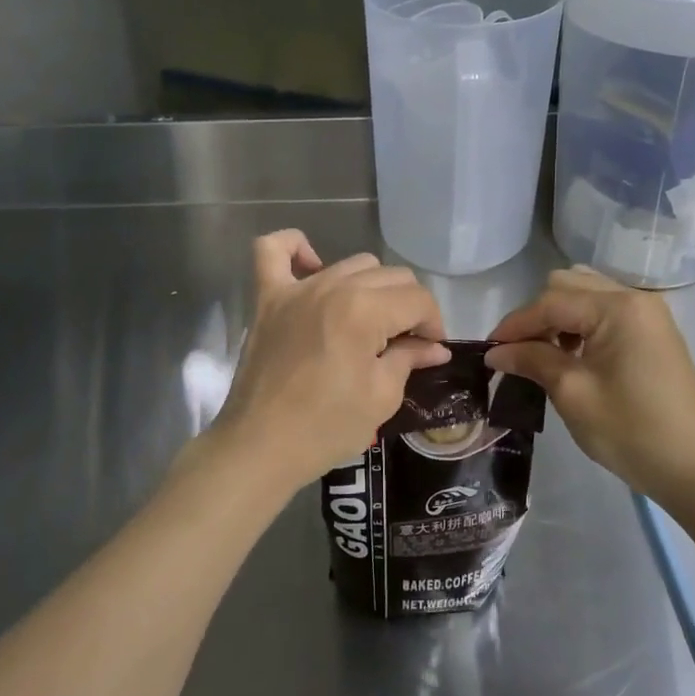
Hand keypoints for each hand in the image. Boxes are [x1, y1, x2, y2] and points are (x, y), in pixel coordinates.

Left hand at [211, 231, 449, 490]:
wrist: (260, 447)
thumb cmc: (326, 427)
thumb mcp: (382, 397)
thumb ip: (409, 359)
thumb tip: (434, 347)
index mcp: (364, 310)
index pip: (417, 299)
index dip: (433, 324)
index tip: (431, 350)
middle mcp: (332, 286)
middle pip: (390, 276)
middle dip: (408, 306)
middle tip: (405, 343)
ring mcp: (296, 289)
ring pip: (351, 264)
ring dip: (371, 287)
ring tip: (370, 322)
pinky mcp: (267, 298)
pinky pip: (273, 250)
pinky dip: (295, 248)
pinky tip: (312, 265)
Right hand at [486, 267, 694, 504]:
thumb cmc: (631, 431)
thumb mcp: (573, 394)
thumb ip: (532, 361)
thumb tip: (496, 352)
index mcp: (617, 308)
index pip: (551, 302)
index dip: (515, 325)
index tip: (489, 351)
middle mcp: (634, 298)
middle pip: (568, 286)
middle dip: (537, 316)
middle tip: (519, 353)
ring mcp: (648, 314)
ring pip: (586, 295)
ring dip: (559, 317)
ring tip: (545, 355)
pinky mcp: (653, 332)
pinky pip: (605, 311)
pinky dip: (581, 325)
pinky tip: (573, 356)